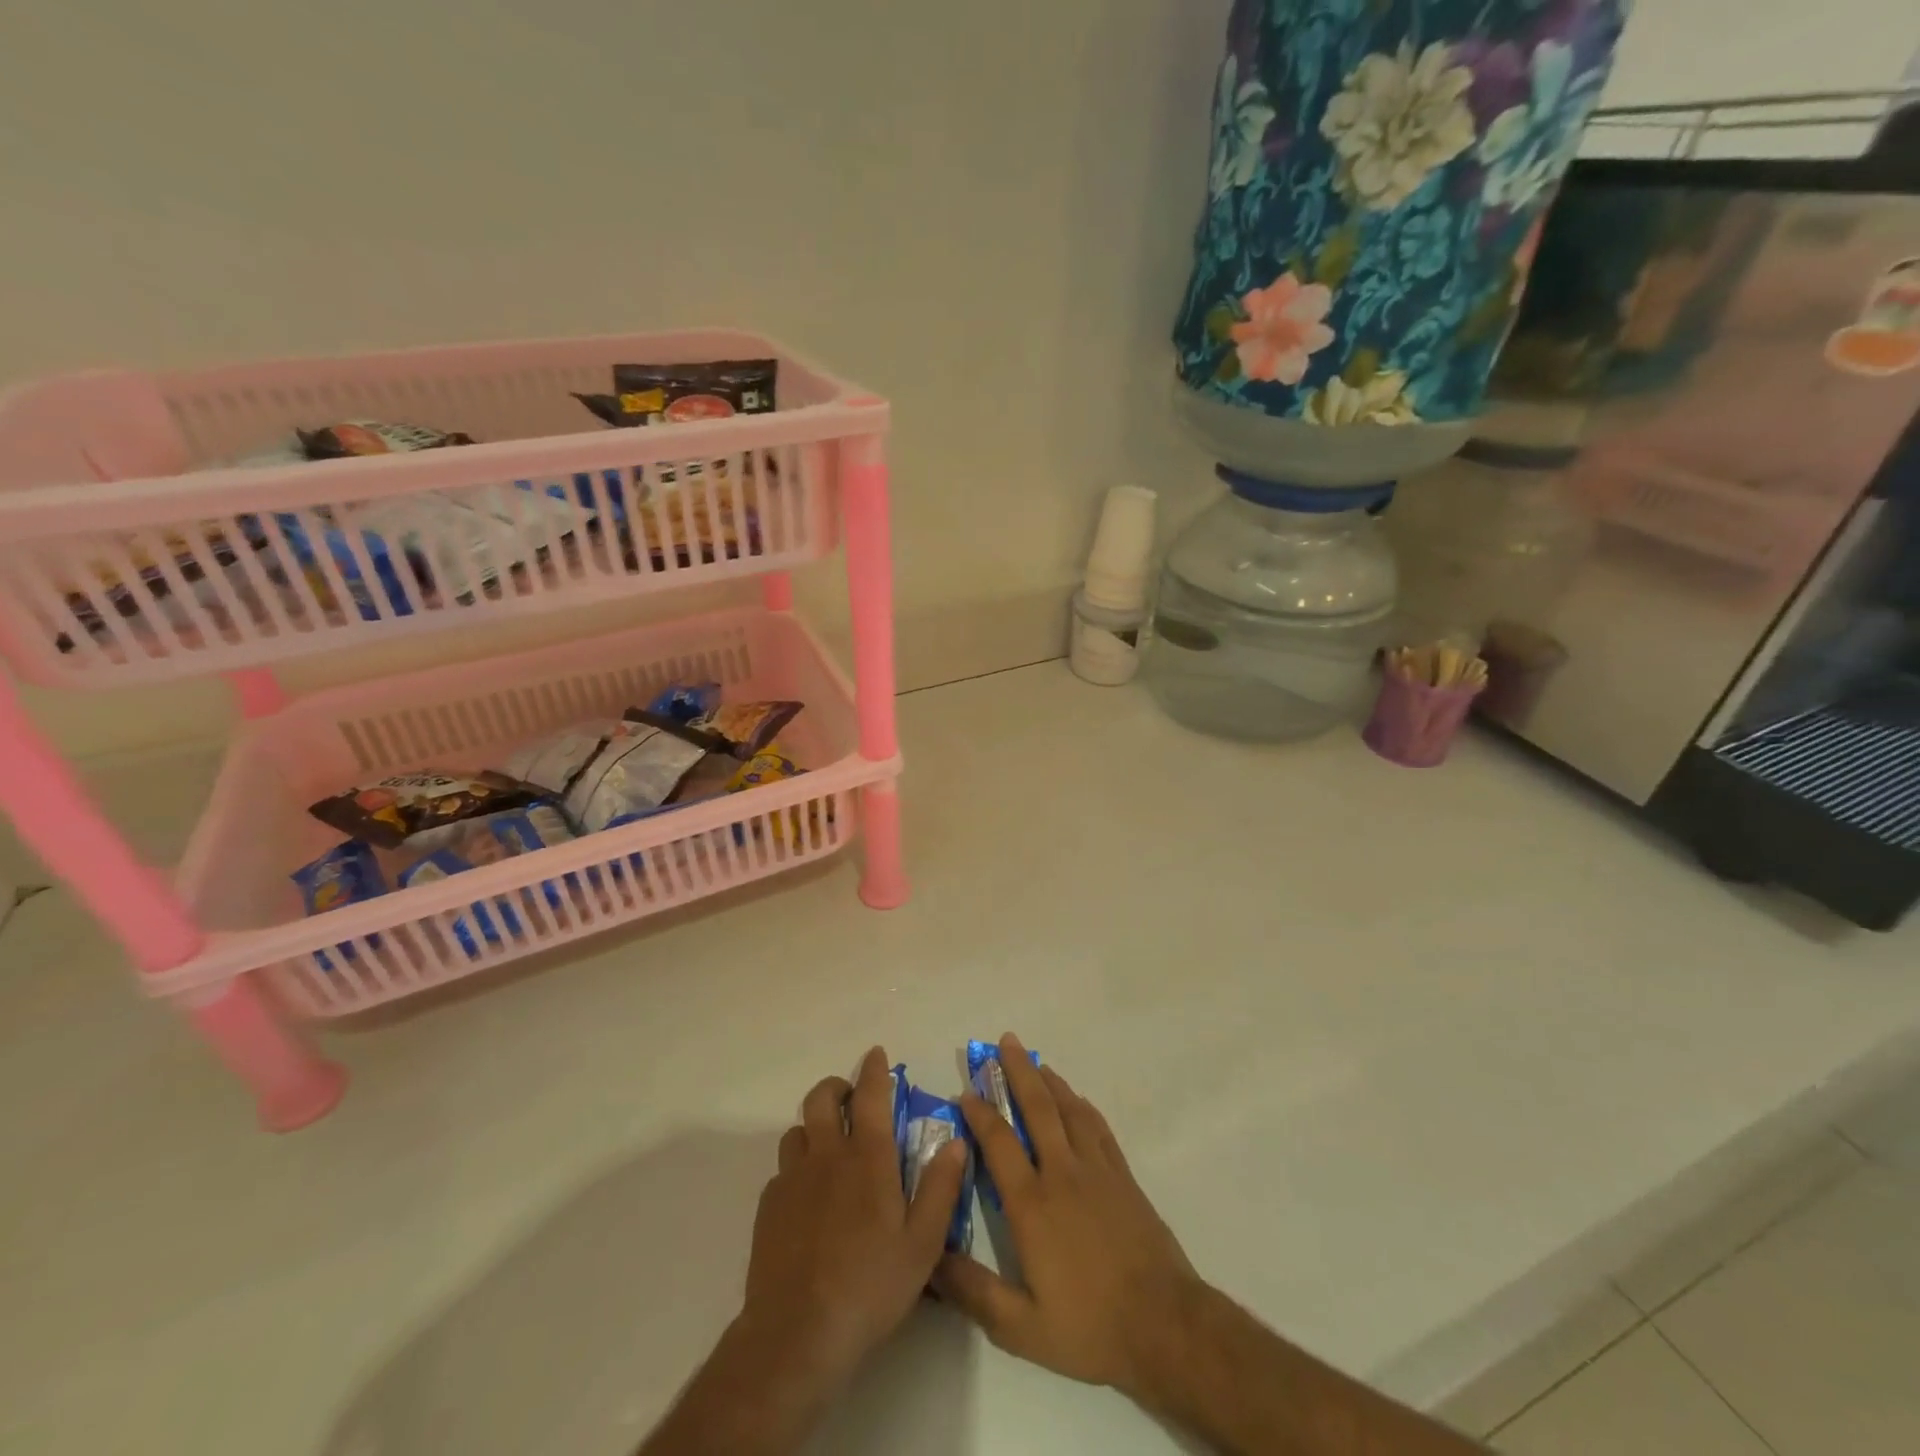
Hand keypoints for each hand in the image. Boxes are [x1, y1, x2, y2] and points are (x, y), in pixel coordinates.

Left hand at [737, 1046, 969, 1397]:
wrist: (797, 1334)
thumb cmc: (870, 1286)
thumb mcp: (923, 1244)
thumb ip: (940, 1188)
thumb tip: (956, 1141)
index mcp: (867, 1158)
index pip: (870, 1095)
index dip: (873, 1070)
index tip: (876, 1054)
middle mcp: (827, 1156)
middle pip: (822, 1099)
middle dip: (836, 1087)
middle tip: (850, 1097)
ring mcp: (792, 1179)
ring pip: (797, 1130)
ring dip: (813, 1126)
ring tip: (828, 1145)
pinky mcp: (769, 1207)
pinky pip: (782, 1170)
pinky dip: (797, 1167)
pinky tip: (807, 1196)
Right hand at [933, 1035, 1200, 1397]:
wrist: (1164, 1325)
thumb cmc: (1089, 1327)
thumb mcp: (1020, 1327)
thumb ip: (972, 1291)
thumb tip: (930, 1260)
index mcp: (1031, 1204)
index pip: (999, 1142)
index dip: (980, 1113)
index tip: (966, 1091)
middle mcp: (1062, 1173)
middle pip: (1037, 1108)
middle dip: (1018, 1072)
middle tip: (1005, 1041)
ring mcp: (1096, 1171)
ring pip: (1069, 1110)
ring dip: (1050, 1081)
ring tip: (1035, 1060)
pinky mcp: (1123, 1177)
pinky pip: (1098, 1128)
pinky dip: (1083, 1107)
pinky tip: (1076, 1099)